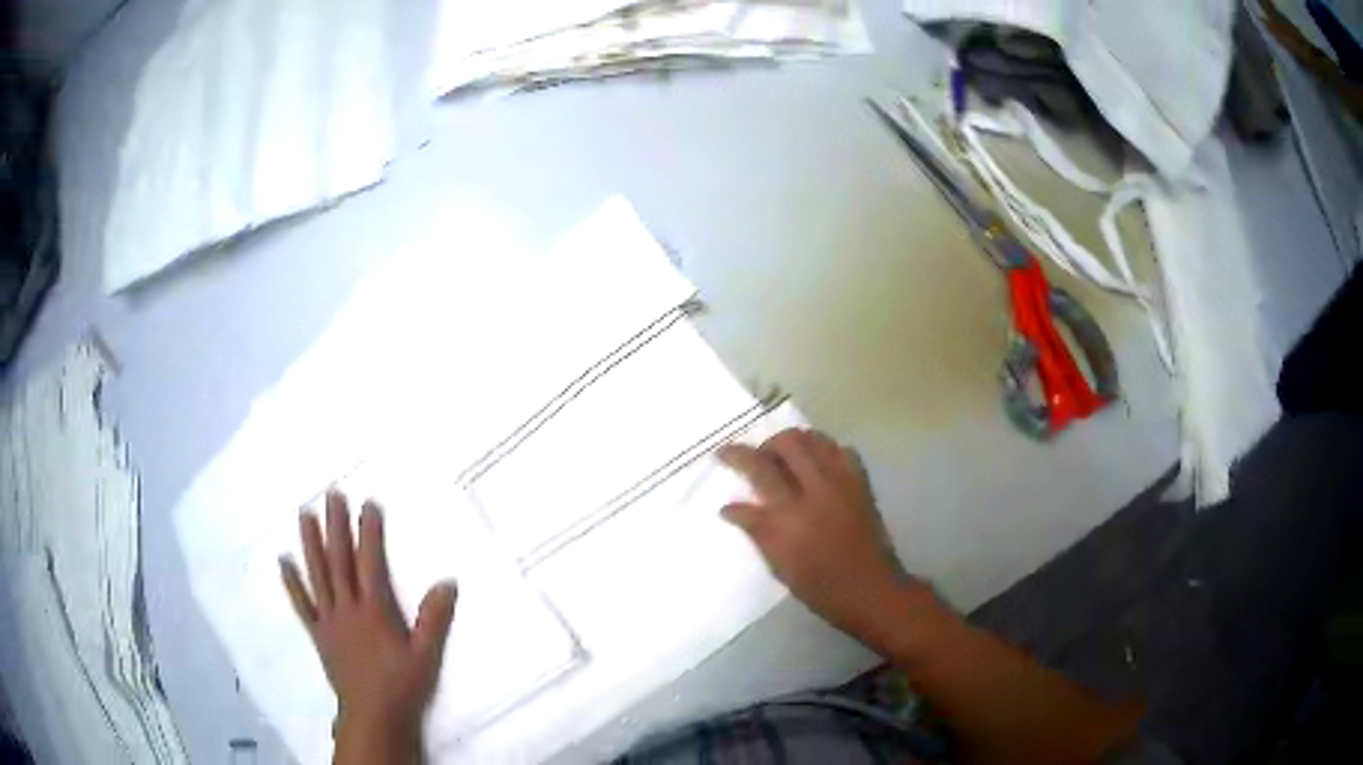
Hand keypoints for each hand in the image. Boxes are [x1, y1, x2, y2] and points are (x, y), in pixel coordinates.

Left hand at [279, 491, 456, 762]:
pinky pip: (303, 604)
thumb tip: (447, 582)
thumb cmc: (402, 684)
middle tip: (331, 494)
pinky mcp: (318, 634)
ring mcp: (329, 620)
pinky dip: (292, 583)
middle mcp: (347, 608)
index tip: (368, 504)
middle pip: (338, 561)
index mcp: (374, 611)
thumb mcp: (426, 654)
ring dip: (309, 543)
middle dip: (335, 526)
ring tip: (304, 513)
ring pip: (317, 575)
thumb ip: (434, 618)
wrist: (373, 715)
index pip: (370, 563)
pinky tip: (283, 562)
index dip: (369, 532)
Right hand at [719, 429, 933, 649]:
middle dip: (766, 444)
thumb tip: (730, 508)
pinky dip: (824, 450)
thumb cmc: (819, 587)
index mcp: (789, 516)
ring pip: (814, 440)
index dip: (735, 456)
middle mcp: (815, 490)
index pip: (757, 471)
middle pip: (787, 444)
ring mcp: (841, 483)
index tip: (721, 453)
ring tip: (785, 456)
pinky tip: (818, 464)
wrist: (869, 589)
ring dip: (794, 441)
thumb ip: (756, 530)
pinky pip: (841, 450)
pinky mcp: (861, 483)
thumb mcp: (778, 565)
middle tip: (758, 458)